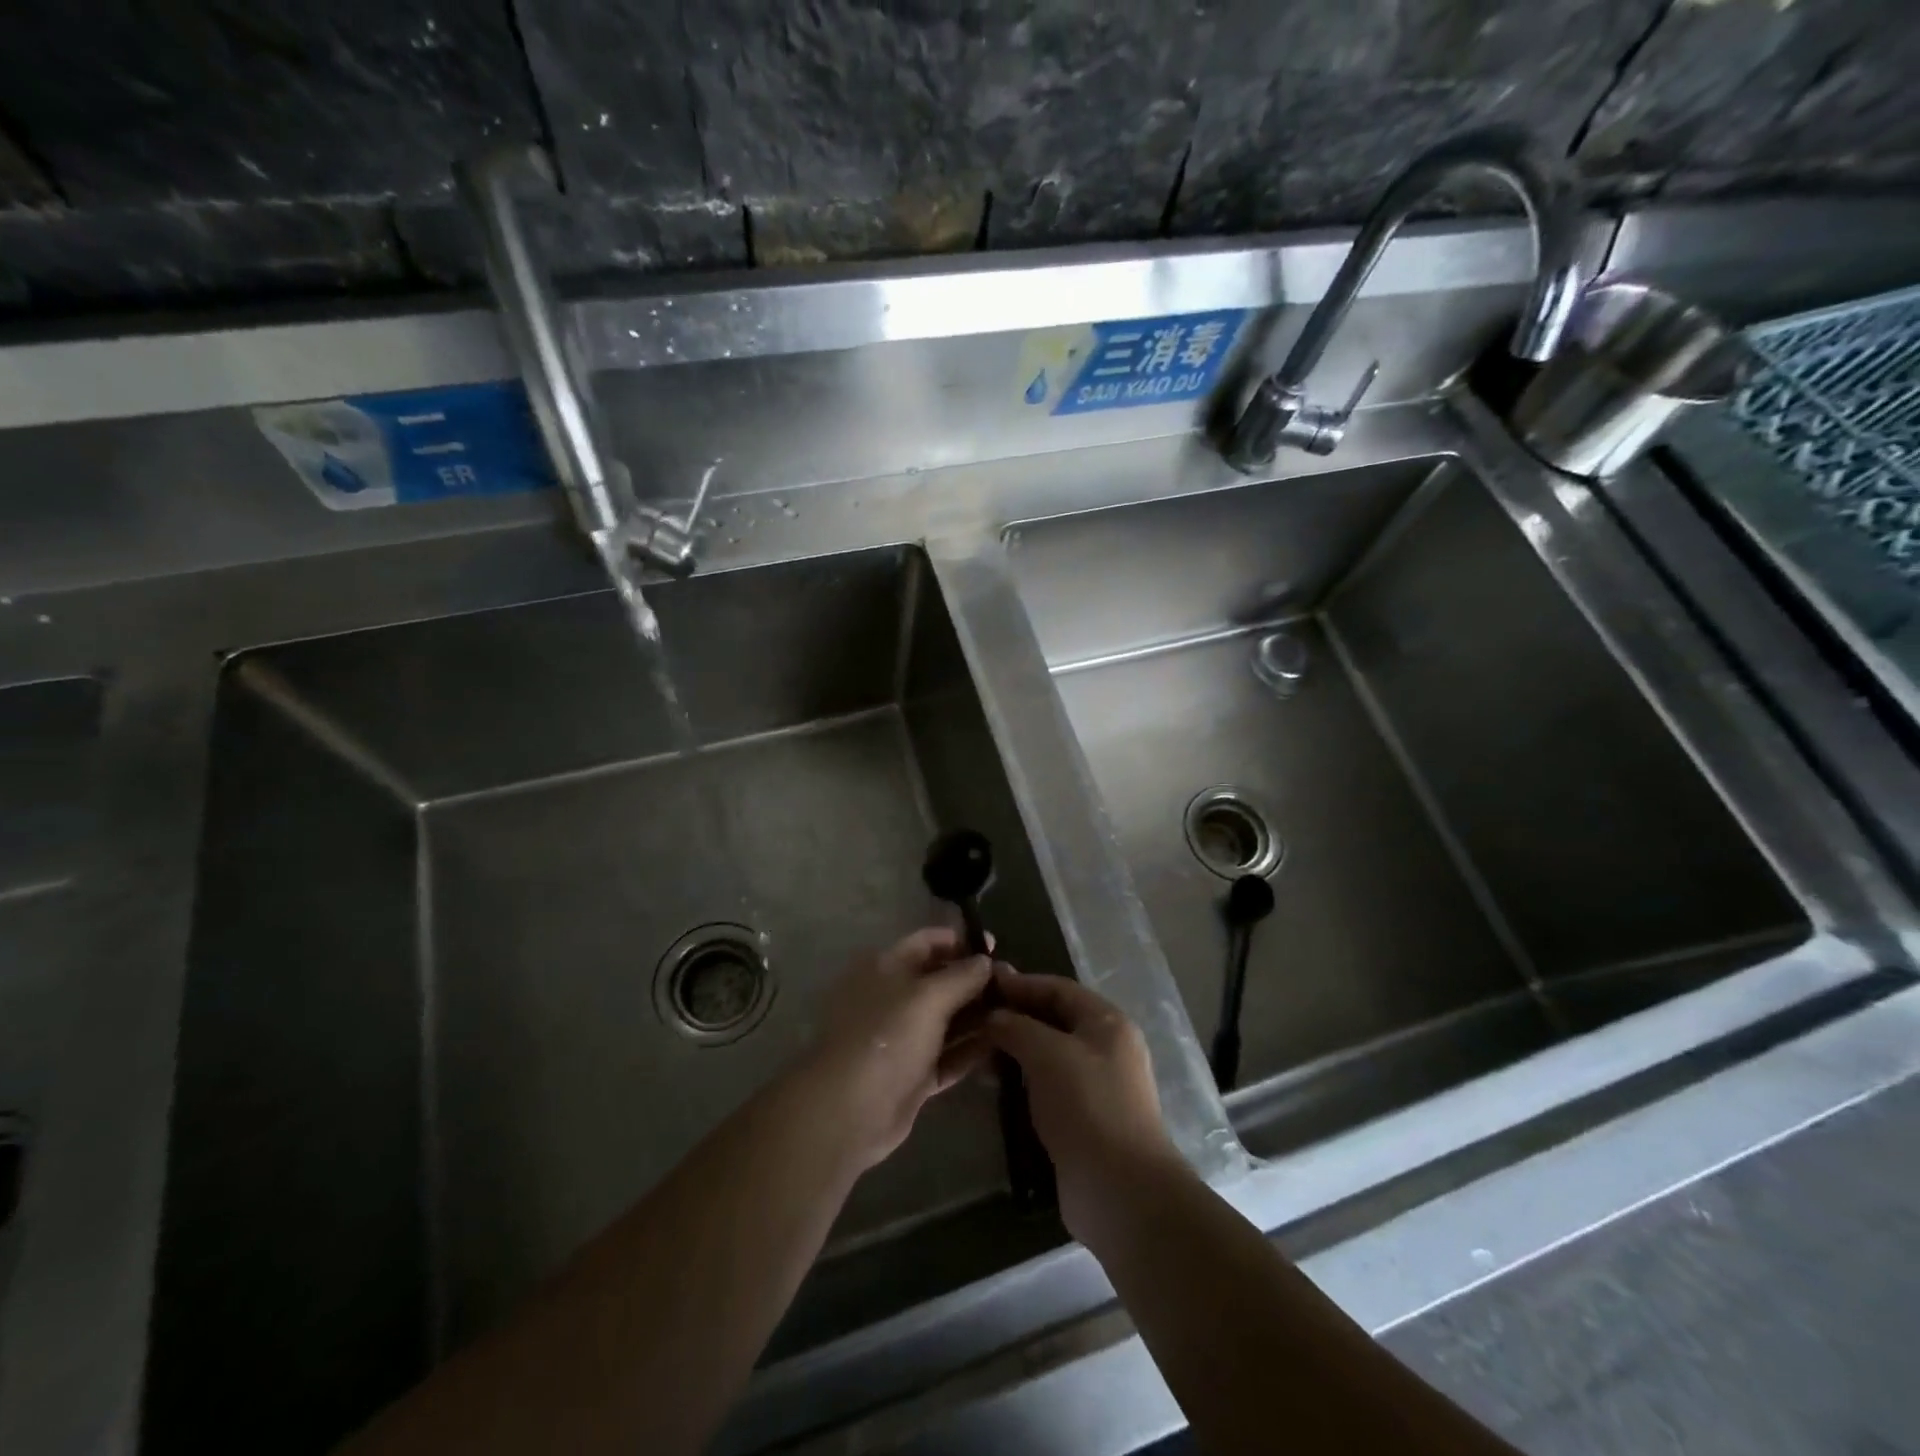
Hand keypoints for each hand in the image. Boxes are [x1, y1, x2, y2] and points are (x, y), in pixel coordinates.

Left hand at [800, 927, 995, 1172]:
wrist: (848, 1110)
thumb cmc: (886, 1037)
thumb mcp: (927, 998)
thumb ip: (961, 976)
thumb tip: (985, 961)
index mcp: (886, 968)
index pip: (927, 942)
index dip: (961, 941)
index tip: (996, 947)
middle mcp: (893, 998)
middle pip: (940, 981)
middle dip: (975, 982)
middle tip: (1015, 986)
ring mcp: (902, 1038)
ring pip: (947, 1021)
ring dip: (978, 1017)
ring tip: (1018, 1015)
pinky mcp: (913, 1075)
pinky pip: (948, 1056)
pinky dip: (971, 1051)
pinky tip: (1003, 1047)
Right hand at [983, 967, 1182, 1242]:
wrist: (1120, 1190)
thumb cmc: (1086, 1105)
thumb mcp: (1047, 1053)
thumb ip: (1017, 1026)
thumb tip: (994, 1017)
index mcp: (1107, 1022)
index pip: (1058, 988)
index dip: (1021, 983)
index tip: (984, 982)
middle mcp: (1105, 1048)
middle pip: (1054, 1020)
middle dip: (1015, 1017)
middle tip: (973, 1018)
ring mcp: (1096, 1086)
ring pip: (1048, 1055)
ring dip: (1015, 1051)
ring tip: (976, 1052)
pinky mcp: (1084, 1119)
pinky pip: (1047, 1087)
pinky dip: (1022, 1081)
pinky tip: (995, 1087)